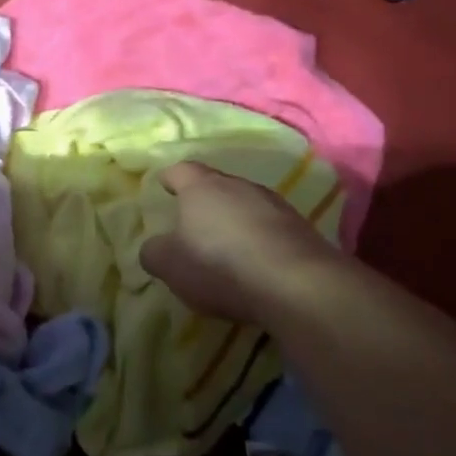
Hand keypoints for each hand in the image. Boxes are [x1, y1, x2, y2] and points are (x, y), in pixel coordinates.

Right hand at [140, 162, 344, 325]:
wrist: (296, 284)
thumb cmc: (220, 266)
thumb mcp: (170, 265)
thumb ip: (154, 252)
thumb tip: (155, 246)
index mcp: (201, 187)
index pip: (180, 170)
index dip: (169, 179)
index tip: (163, 187)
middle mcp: (238, 185)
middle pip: (215, 185)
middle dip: (203, 201)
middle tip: (192, 222)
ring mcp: (274, 203)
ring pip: (245, 204)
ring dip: (234, 220)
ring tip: (226, 245)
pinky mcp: (300, 227)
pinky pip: (270, 226)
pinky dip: (259, 238)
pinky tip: (256, 262)